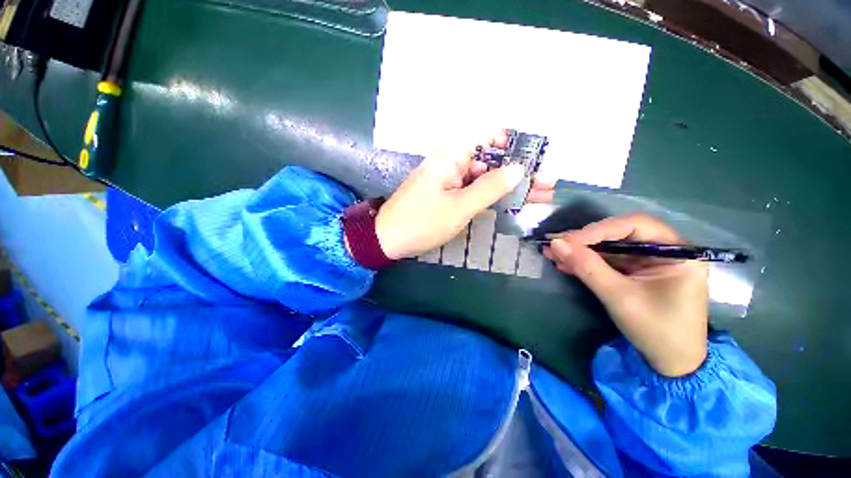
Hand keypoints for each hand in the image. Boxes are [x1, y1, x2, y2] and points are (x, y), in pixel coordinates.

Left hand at [375, 134, 554, 259]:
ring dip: (509, 187)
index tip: (534, 156)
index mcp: (450, 156)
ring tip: (539, 195)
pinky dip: (492, 197)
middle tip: (547, 185)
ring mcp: (449, 180)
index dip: (512, 143)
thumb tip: (519, 170)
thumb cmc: (422, 222)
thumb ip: (490, 188)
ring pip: (484, 178)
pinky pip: (473, 191)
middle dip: (519, 172)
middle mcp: (451, 162)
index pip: (486, 137)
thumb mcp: (459, 207)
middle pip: (491, 161)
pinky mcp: (447, 195)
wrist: (388, 240)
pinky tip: (512, 203)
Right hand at [544, 215, 708, 376]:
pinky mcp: (635, 274)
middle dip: (585, 241)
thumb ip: (587, 267)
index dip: (599, 230)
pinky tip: (566, 264)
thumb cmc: (656, 330)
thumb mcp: (619, 296)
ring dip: (581, 252)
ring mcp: (649, 263)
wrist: (670, 365)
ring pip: (609, 248)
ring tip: (554, 254)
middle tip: (556, 245)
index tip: (568, 240)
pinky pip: (608, 262)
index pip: (634, 226)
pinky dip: (586, 263)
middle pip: (619, 235)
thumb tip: (556, 244)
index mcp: (676, 252)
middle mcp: (664, 251)